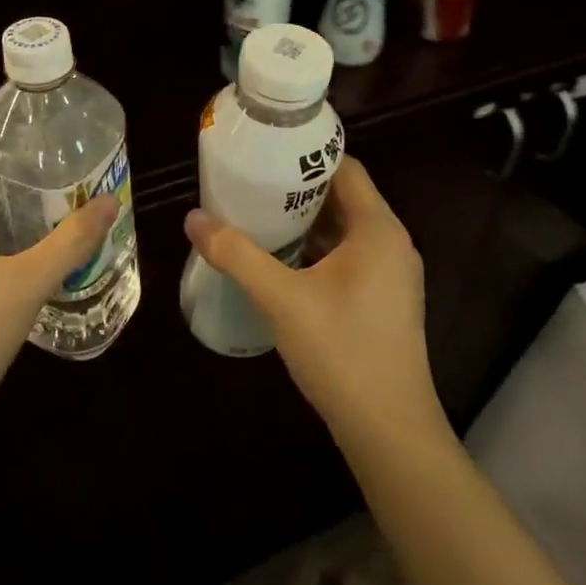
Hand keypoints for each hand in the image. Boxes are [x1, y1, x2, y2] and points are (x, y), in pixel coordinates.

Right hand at [183, 157, 442, 451]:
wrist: (389, 430)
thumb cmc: (341, 352)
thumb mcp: (281, 299)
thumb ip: (237, 255)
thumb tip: (193, 218)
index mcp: (378, 229)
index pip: (345, 168)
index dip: (305, 157)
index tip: (265, 154)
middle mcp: (392, 244)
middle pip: (343, 198)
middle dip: (297, 191)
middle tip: (250, 185)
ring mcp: (392, 276)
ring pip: (345, 232)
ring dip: (305, 223)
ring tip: (257, 217)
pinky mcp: (385, 302)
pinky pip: (349, 259)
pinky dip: (317, 251)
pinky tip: (281, 262)